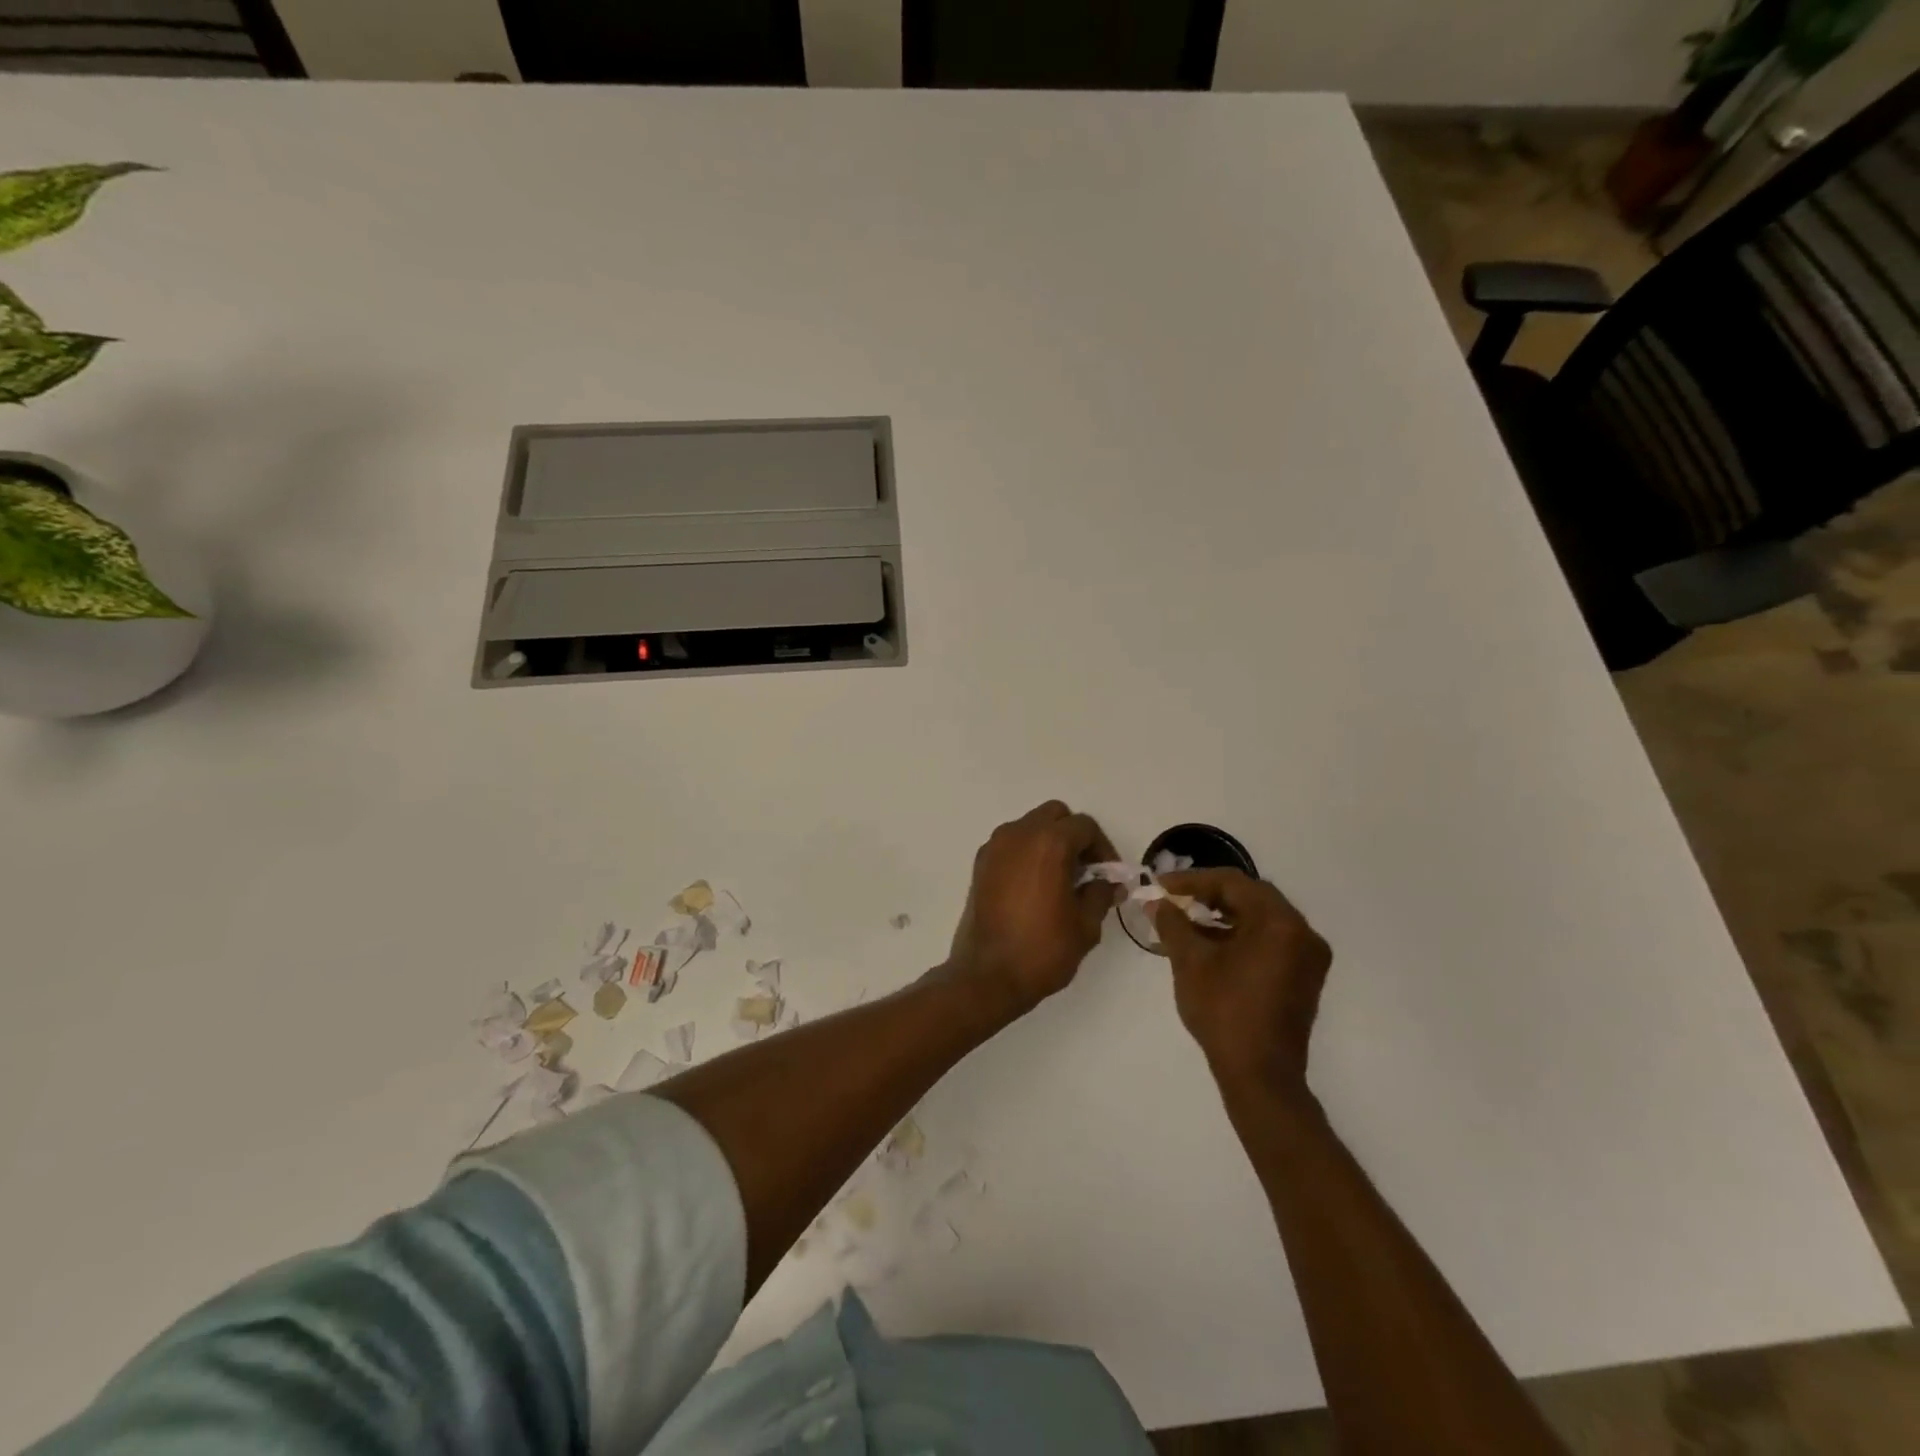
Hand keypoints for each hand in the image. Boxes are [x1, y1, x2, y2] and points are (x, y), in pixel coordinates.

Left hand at [944, 801, 1120, 1016]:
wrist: (987, 976)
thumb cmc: (1042, 949)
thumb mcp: (1085, 925)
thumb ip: (1100, 895)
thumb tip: (1109, 884)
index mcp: (1048, 843)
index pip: (1084, 826)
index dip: (1102, 848)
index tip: (1108, 875)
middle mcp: (1018, 834)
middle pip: (1054, 815)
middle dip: (1074, 836)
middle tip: (1085, 870)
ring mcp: (994, 847)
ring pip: (1030, 826)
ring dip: (1048, 842)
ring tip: (1060, 879)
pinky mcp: (980, 864)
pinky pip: (1010, 844)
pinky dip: (1026, 853)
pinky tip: (1034, 886)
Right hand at [1152, 870, 1331, 1092]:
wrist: (1260, 1076)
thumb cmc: (1224, 1011)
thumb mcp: (1190, 962)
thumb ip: (1172, 923)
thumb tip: (1156, 902)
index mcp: (1279, 923)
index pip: (1232, 883)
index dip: (1192, 881)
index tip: (1161, 885)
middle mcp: (1302, 933)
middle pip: (1251, 897)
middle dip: (1209, 894)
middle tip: (1175, 898)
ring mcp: (1307, 956)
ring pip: (1261, 919)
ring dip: (1224, 915)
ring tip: (1186, 920)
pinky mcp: (1303, 977)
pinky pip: (1270, 940)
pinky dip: (1241, 935)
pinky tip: (1210, 943)